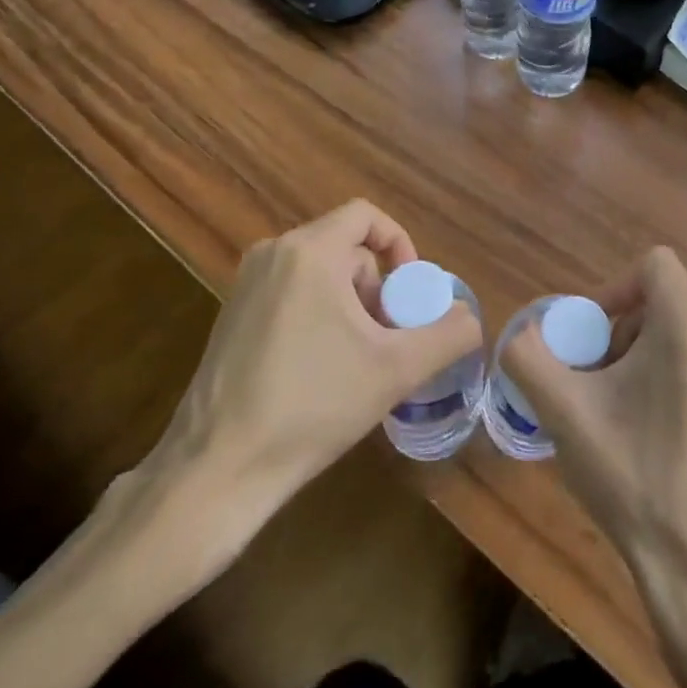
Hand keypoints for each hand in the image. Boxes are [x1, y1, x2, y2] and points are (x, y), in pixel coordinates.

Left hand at [141, 200, 481, 564]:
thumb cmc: (311, 407)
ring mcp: (246, 284)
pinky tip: (320, 370)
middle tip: (388, 338)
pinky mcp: (231, 314)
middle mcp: (273, 254)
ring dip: (350, 305)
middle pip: (346, 249)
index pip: (367, 217)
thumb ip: (447, 335)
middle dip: (377, 288)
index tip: (411, 292)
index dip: (401, 244)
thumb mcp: (396, 370)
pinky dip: (318, 315)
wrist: (217, 470)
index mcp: (309, 252)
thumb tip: (470, 318)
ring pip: (320, 273)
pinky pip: (292, 292)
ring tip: (358, 359)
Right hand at [504, 247, 686, 591]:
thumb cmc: (635, 476)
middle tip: (596, 381)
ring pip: (683, 333)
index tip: (591, 333)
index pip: (654, 264)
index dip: (614, 287)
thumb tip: (520, 334)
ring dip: (645, 356)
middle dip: (623, 331)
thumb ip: (530, 358)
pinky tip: (655, 433)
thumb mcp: (566, 413)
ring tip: (621, 410)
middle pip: (664, 302)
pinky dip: (674, 376)